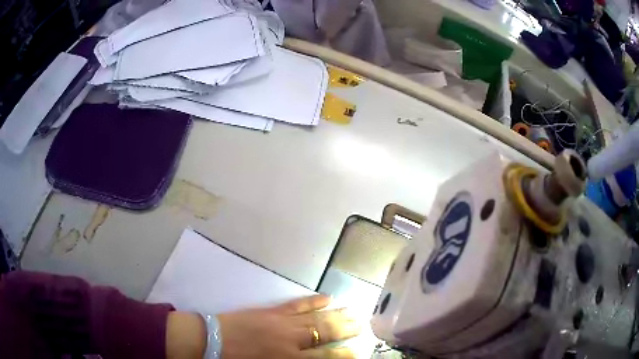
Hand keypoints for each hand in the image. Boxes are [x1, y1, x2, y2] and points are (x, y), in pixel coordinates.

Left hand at [217, 295, 360, 358]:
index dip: (344, 355)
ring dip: (337, 315)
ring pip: (317, 318)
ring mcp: (283, 322)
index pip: (326, 357)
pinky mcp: (272, 310)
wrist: (215, 341)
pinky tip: (327, 298)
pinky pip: (298, 304)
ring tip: (354, 312)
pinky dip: (314, 301)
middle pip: (326, 333)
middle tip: (362, 325)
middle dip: (346, 330)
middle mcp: (292, 340)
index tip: (358, 351)